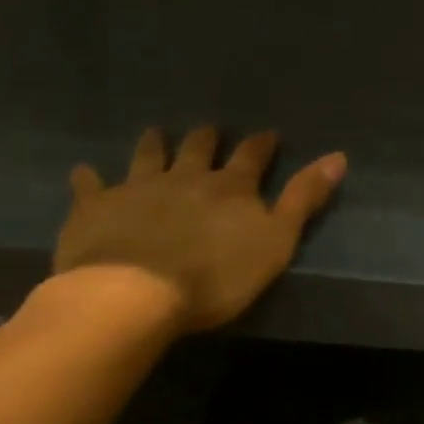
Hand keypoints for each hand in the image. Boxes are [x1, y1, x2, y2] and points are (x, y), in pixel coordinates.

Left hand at [53, 126, 345, 331]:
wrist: (133, 294)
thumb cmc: (216, 275)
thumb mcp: (277, 240)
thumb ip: (305, 198)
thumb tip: (339, 156)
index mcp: (231, 187)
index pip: (253, 156)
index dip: (262, 144)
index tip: (268, 134)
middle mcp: (186, 177)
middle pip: (199, 149)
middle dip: (207, 138)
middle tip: (210, 128)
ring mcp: (138, 189)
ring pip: (148, 157)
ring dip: (154, 144)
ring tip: (156, 132)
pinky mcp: (95, 208)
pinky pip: (91, 186)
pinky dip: (89, 178)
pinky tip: (84, 171)